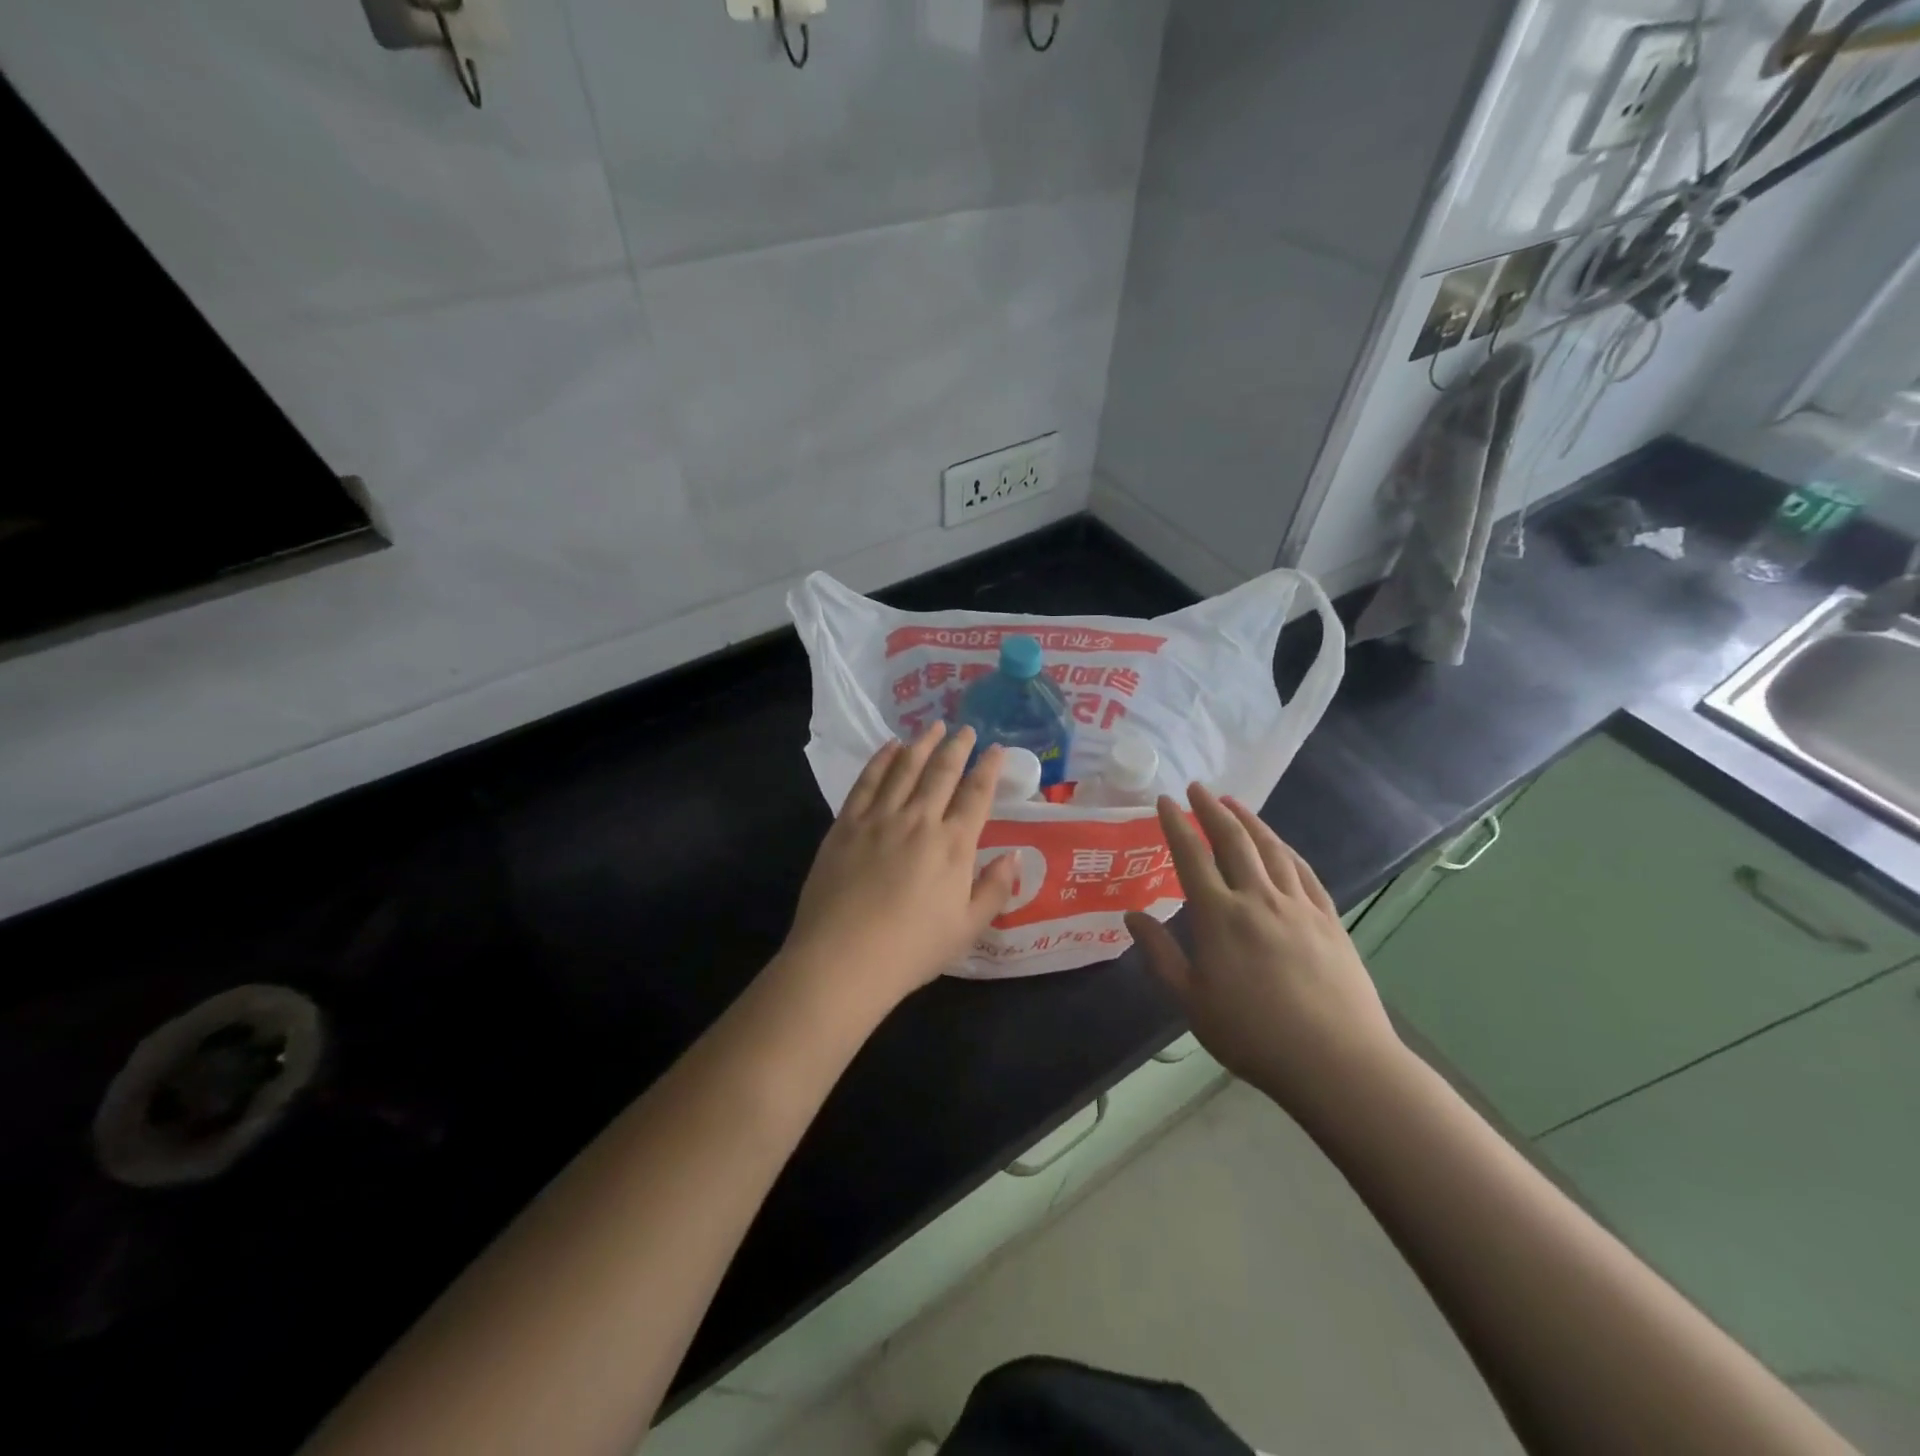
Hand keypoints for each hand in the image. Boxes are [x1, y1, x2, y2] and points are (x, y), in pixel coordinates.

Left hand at [779, 723, 1017, 1015]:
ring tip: (933, 726)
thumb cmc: (911, 950)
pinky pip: (867, 781)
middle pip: (941, 773)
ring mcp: (879, 819)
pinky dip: (881, 759)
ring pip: (905, 768)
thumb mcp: (967, 929)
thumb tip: (1015, 855)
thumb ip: (995, 889)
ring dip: (921, 744)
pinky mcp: (846, 824)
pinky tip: (890, 747)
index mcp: (953, 846)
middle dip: (957, 747)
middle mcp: (919, 821)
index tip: (996, 749)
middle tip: (966, 729)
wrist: (843, 959)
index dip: (988, 769)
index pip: (976, 795)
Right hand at [1124, 784, 1403, 1111]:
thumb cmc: (1252, 1034)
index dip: (1176, 824)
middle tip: (1197, 788)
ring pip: (1271, 849)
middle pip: (1233, 841)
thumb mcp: (1190, 1001)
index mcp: (1219, 916)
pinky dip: (1286, 850)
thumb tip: (1132, 916)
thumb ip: (1160, 954)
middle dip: (1211, 809)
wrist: (1337, 1061)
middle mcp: (1258, 899)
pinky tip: (1279, 845)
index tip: (1164, 801)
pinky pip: (1303, 872)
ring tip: (1234, 803)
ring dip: (1249, 821)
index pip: (1191, 856)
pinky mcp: (1328, 920)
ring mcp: (1298, 906)